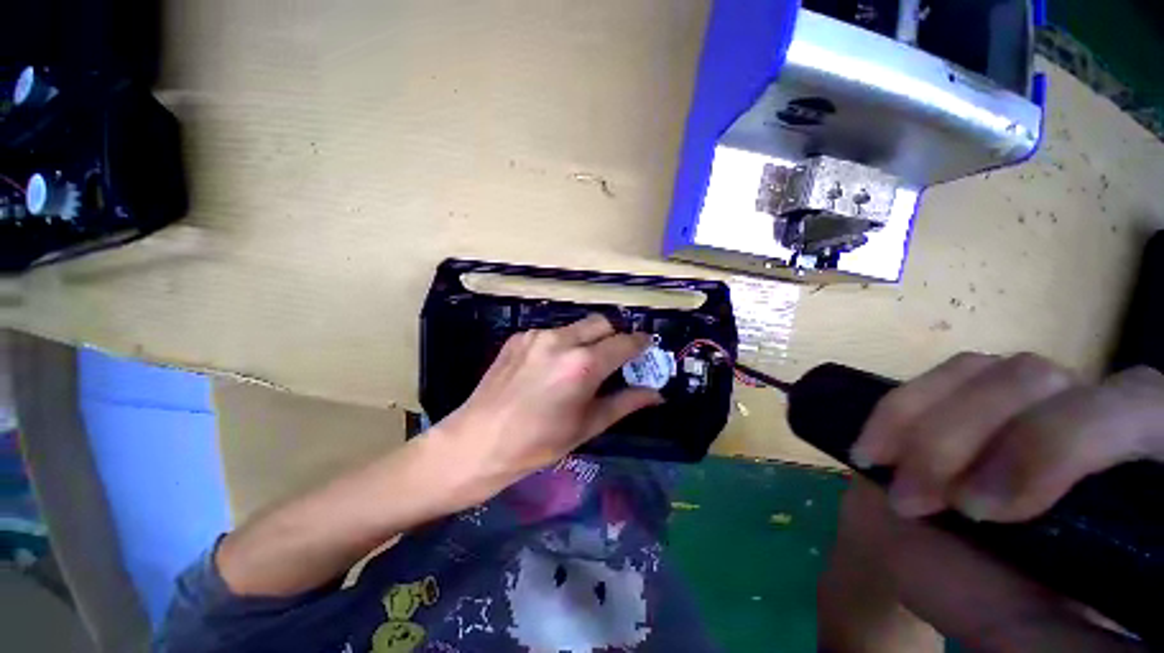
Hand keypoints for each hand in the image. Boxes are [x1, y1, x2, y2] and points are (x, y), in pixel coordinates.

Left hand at [425, 315, 662, 506]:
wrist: (477, 441)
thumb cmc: (538, 443)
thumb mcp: (587, 426)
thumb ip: (625, 403)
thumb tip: (656, 394)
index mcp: (583, 365)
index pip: (624, 342)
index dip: (640, 343)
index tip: (647, 348)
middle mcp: (561, 340)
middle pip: (602, 323)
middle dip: (614, 336)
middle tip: (614, 358)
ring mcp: (537, 335)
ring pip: (576, 327)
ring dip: (587, 340)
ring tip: (580, 366)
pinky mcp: (519, 336)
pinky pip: (552, 333)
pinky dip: (562, 344)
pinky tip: (550, 368)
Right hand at [820, 353, 1163, 651]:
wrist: (941, 566)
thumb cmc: (1003, 607)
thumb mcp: (1046, 633)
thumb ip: (1072, 632)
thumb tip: (1092, 594)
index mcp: (1134, 471)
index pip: (1134, 412)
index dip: (1057, 445)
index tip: (981, 511)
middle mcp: (1091, 415)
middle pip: (1041, 381)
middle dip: (964, 439)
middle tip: (918, 502)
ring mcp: (1029, 396)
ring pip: (983, 370)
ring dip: (922, 426)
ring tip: (890, 477)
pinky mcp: (973, 390)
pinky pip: (936, 376)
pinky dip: (898, 410)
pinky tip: (875, 451)